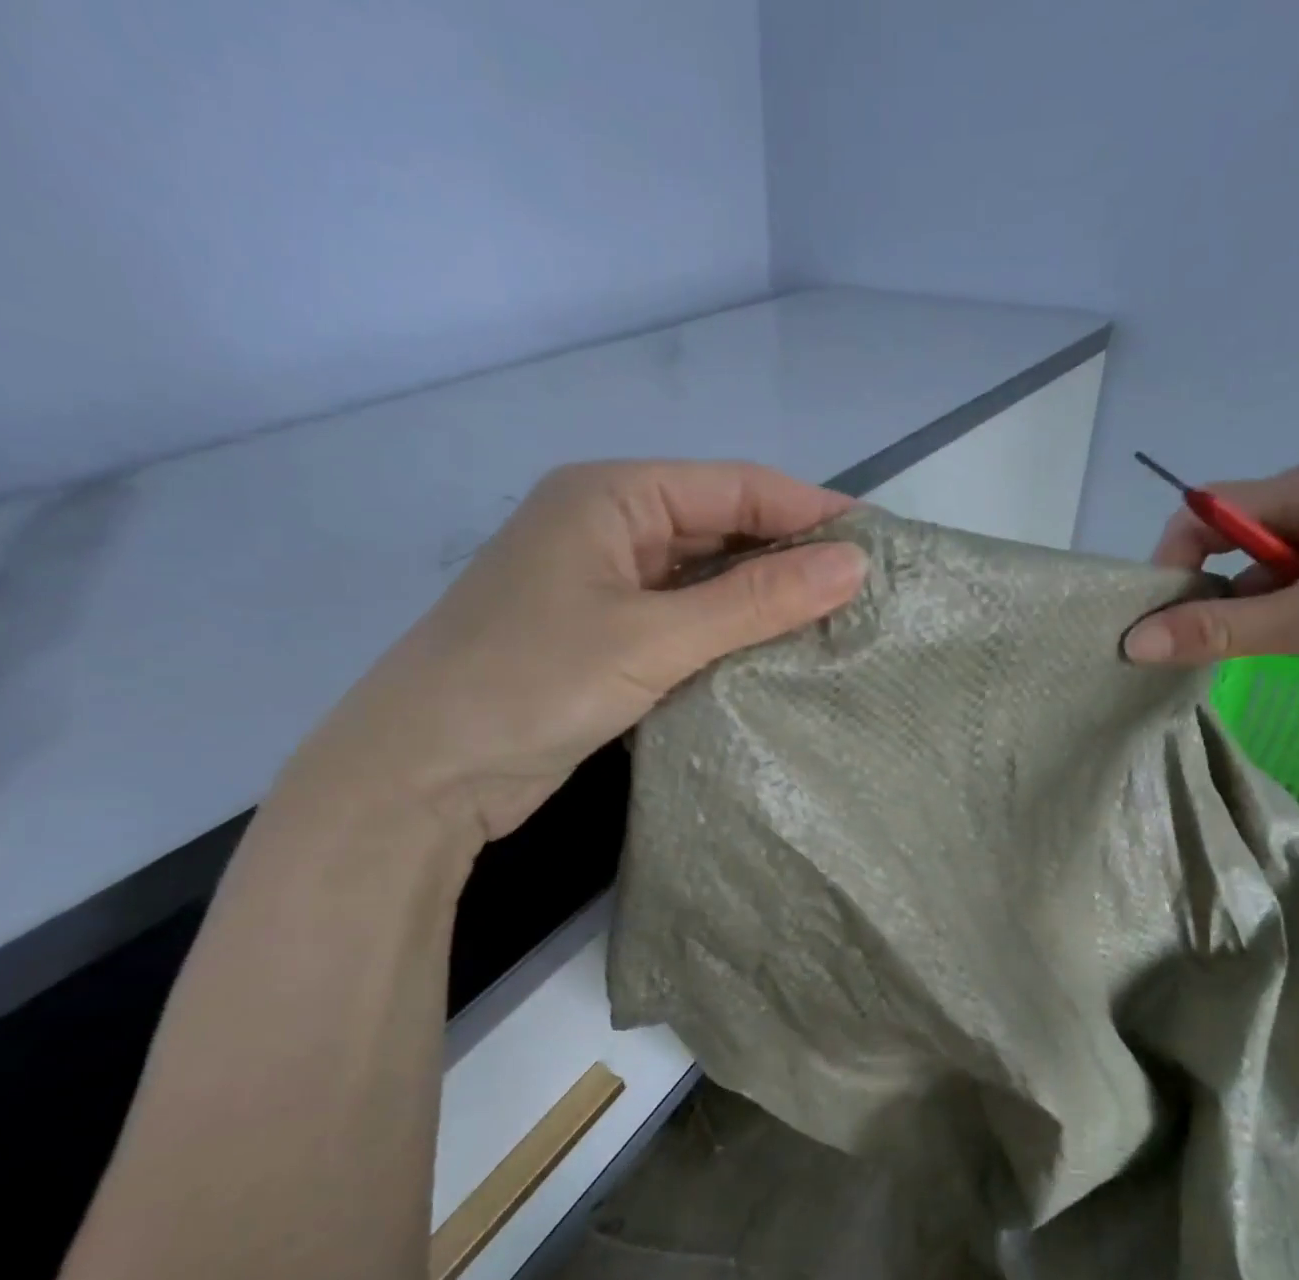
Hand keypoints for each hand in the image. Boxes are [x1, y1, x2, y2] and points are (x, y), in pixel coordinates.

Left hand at [289, 460, 867, 842]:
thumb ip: (756, 601)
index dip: (809, 509)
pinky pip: (681, 620)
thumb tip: (854, 564)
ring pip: (702, 578)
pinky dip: (726, 634)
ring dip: (760, 599)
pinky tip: (771, 655)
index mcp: (611, 496)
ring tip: (834, 622)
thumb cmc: (532, 683)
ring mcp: (601, 585)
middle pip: (719, 528)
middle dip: (789, 556)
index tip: (879, 542)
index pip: (734, 486)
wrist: (420, 774)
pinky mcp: (601, 638)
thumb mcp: (655, 637)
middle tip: (863, 592)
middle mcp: (607, 528)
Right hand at [1122, 458, 1298, 690]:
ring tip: (1270, 648)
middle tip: (1206, 642)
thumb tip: (1133, 644)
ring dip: (1252, 612)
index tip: (1162, 615)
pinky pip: (1298, 591)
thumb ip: (1218, 631)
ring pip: (1264, 574)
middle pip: (1232, 542)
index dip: (1174, 558)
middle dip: (1212, 592)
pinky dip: (1286, 620)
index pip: (1206, 509)